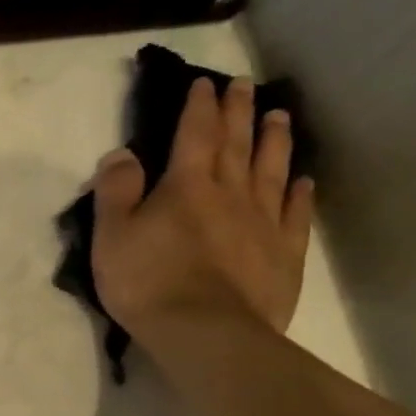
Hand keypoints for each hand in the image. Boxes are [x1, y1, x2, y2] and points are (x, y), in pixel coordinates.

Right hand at [91, 76, 314, 349]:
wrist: (206, 332)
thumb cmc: (147, 281)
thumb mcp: (112, 235)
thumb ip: (116, 191)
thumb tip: (122, 153)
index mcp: (186, 185)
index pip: (194, 134)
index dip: (199, 107)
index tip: (205, 83)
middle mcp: (231, 193)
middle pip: (236, 143)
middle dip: (238, 111)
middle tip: (246, 84)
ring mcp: (263, 222)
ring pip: (272, 170)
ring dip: (274, 140)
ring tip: (280, 116)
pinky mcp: (283, 253)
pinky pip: (295, 214)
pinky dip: (299, 193)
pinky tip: (303, 181)